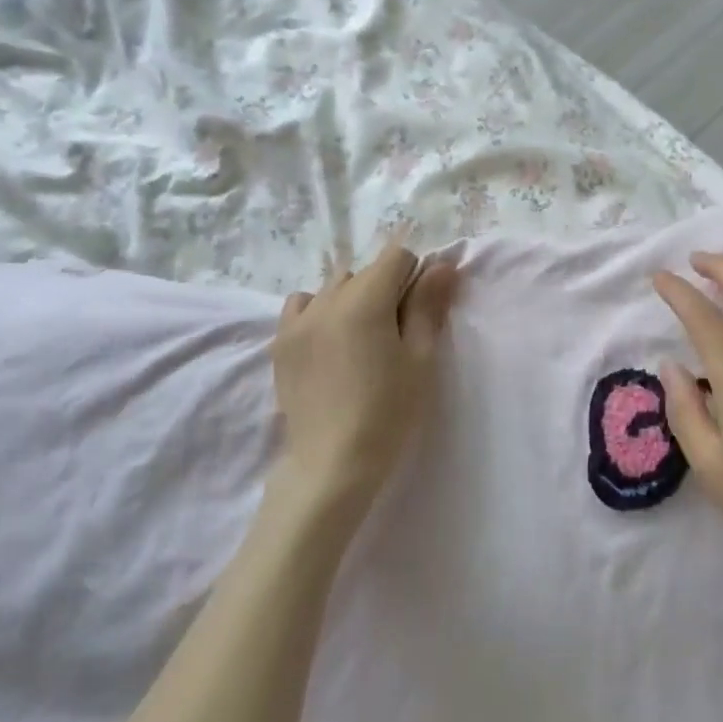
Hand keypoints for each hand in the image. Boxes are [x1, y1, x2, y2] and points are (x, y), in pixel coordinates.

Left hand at [270, 241, 457, 526]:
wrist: (333, 464)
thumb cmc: (389, 411)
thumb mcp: (420, 359)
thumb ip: (428, 305)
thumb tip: (442, 265)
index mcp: (366, 300)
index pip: (396, 257)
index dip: (415, 277)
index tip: (418, 313)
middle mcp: (327, 299)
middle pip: (365, 272)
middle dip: (385, 289)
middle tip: (394, 335)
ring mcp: (298, 320)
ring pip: (334, 287)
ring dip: (352, 299)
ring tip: (360, 341)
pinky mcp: (280, 343)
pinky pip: (301, 305)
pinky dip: (319, 310)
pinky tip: (329, 341)